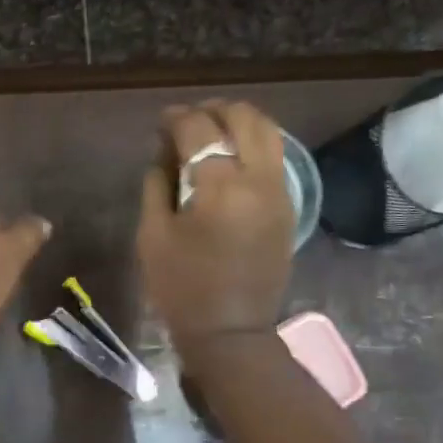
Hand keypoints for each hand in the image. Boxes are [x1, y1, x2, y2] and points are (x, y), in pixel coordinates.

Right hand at [137, 99, 292, 351]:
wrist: (231, 332)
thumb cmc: (182, 289)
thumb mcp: (153, 237)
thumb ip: (156, 186)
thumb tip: (163, 154)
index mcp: (219, 185)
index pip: (198, 129)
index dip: (176, 118)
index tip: (161, 122)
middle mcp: (257, 178)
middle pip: (242, 117)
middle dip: (212, 110)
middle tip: (187, 122)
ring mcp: (280, 190)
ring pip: (268, 131)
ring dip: (238, 122)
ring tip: (213, 133)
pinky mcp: (289, 206)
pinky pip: (276, 157)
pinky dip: (254, 144)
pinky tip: (232, 159)